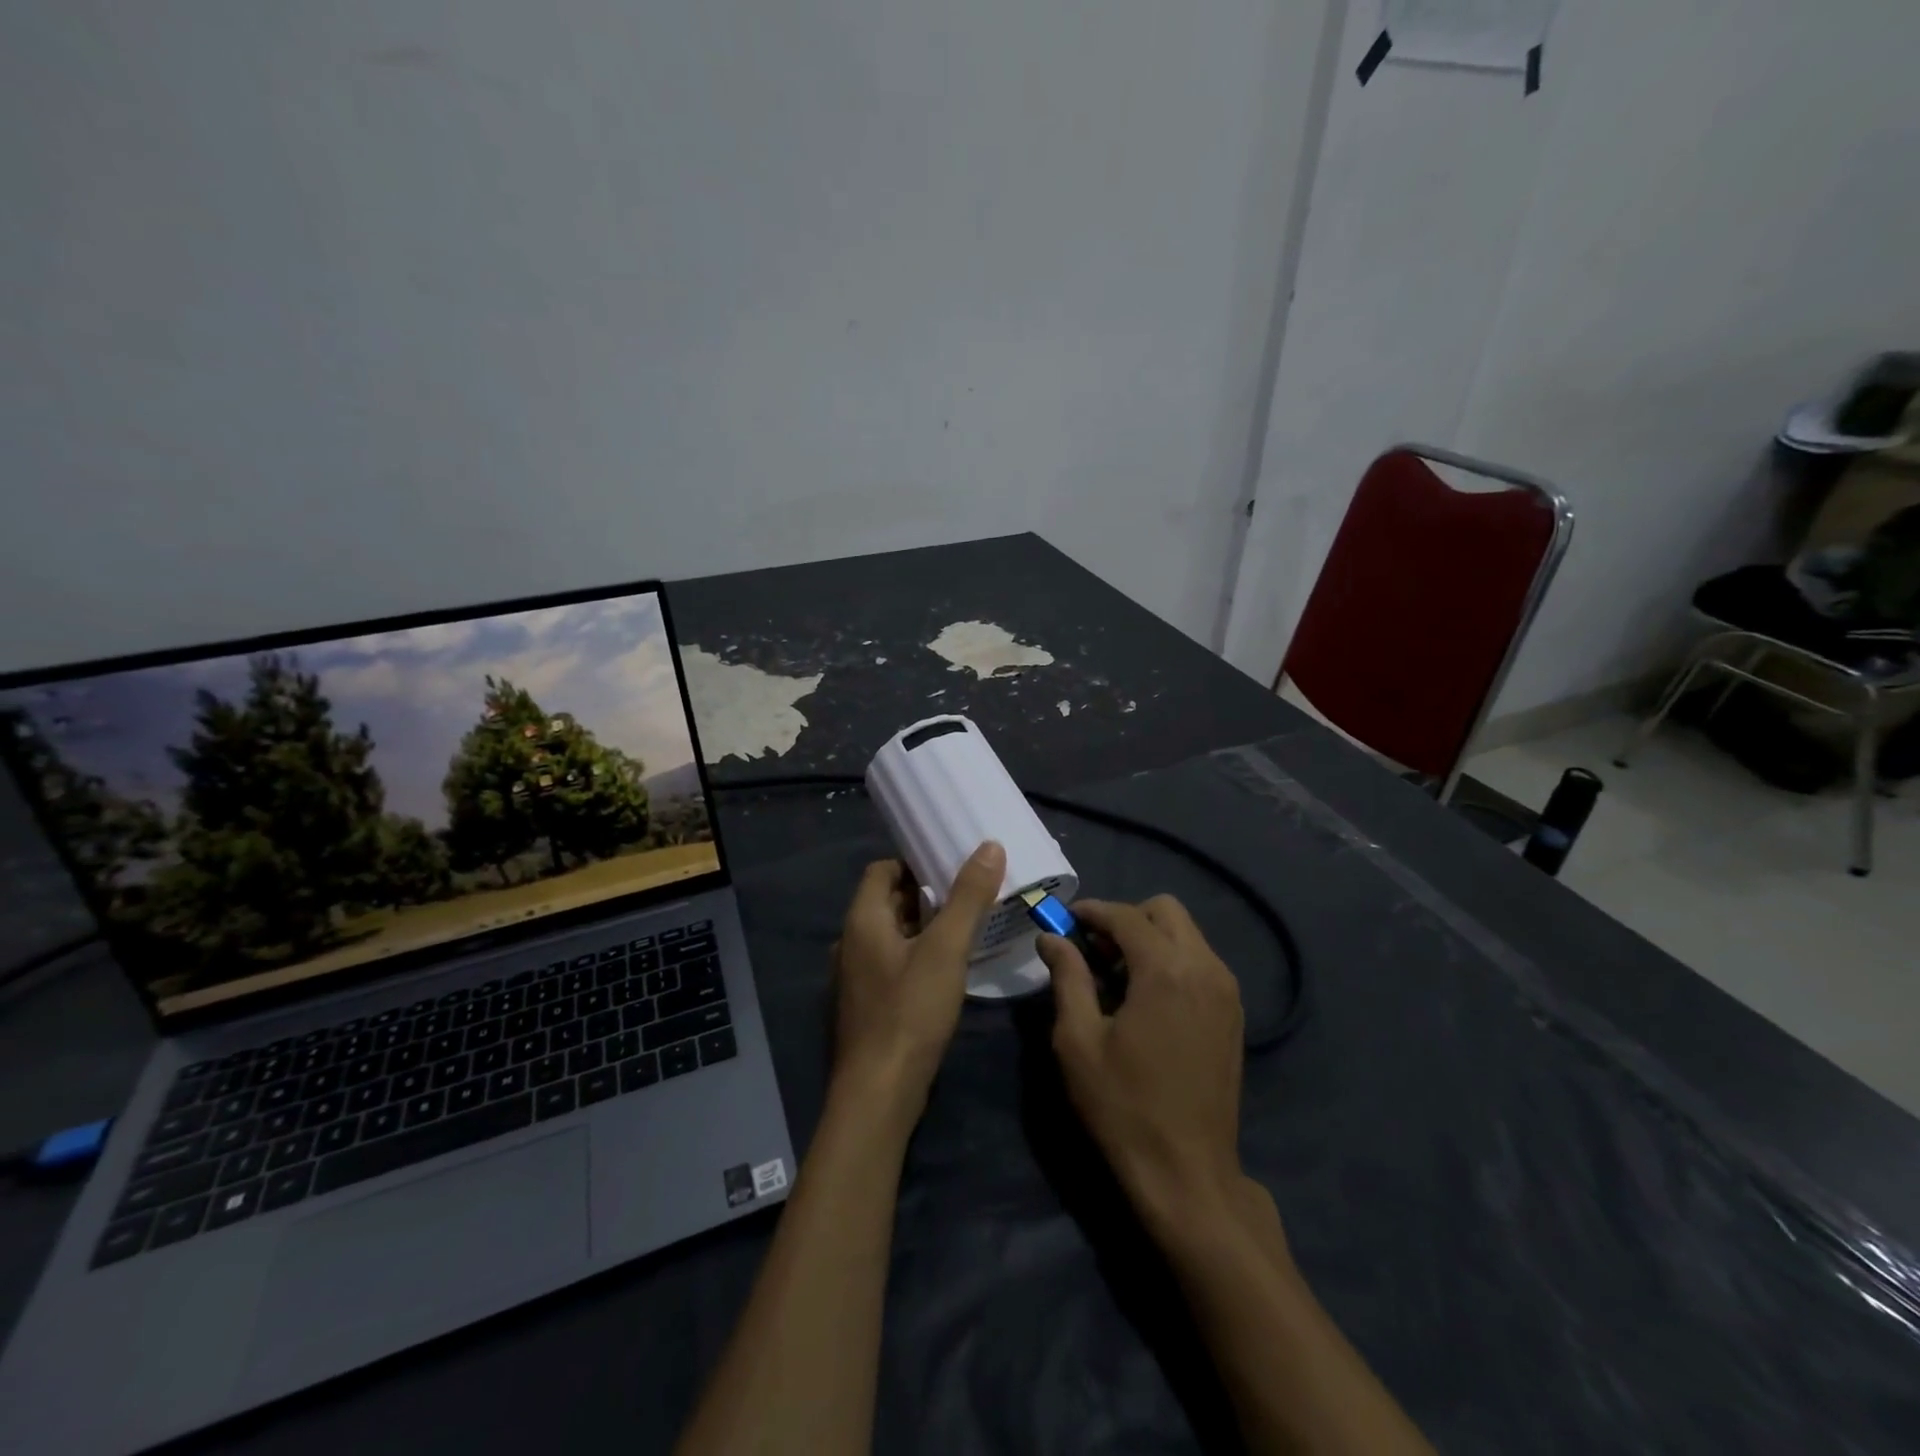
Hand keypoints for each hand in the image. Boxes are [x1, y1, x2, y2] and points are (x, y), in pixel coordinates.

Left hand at [830, 841, 1005, 1111]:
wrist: (878, 1095)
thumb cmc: (910, 1012)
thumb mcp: (946, 949)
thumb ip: (968, 897)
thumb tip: (990, 846)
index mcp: (862, 920)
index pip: (882, 870)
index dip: (914, 862)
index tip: (950, 863)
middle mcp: (851, 942)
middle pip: (888, 901)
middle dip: (926, 893)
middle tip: (969, 891)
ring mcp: (856, 977)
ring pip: (892, 935)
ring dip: (924, 926)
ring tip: (965, 926)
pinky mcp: (867, 1005)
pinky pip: (893, 963)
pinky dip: (917, 955)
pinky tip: (948, 969)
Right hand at [1038, 896, 1253, 1237]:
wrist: (1188, 1173)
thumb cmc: (1124, 1106)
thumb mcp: (1078, 1041)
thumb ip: (1067, 977)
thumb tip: (1051, 938)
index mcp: (1166, 970)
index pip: (1126, 916)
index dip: (1092, 911)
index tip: (1065, 920)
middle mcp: (1205, 968)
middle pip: (1166, 910)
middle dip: (1127, 918)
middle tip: (1095, 950)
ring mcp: (1226, 991)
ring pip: (1187, 934)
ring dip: (1150, 938)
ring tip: (1116, 975)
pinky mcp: (1233, 1013)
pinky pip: (1200, 961)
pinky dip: (1172, 960)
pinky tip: (1147, 998)